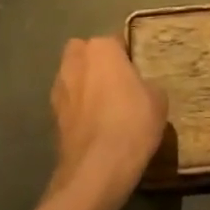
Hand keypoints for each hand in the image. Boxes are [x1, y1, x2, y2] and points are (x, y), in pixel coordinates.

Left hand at [48, 37, 167, 209]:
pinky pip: (69, 104)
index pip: (116, 40)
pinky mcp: (51, 117)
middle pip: (85, 53)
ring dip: (84, 86)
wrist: (97, 169)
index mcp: (101, 48)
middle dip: (97, 63)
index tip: (138, 71)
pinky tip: (94, 128)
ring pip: (73, 77)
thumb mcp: (158, 100)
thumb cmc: (132, 123)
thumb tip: (140, 89)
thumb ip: (147, 85)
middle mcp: (75, 61)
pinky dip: (78, 111)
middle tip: (118, 83)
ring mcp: (59, 89)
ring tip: (105, 108)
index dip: (127, 55)